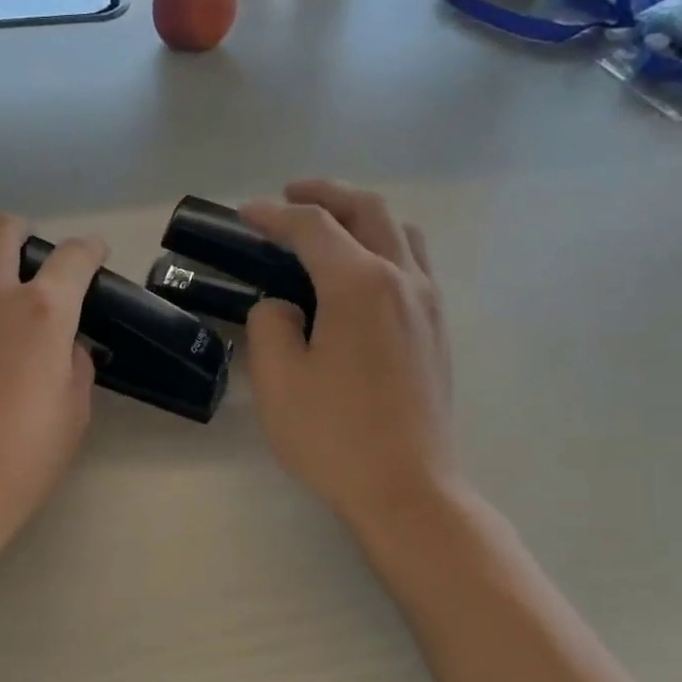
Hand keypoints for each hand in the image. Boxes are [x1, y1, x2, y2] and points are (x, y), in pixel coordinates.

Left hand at [0, 212, 106, 575]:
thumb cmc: (18, 463)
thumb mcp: (72, 415)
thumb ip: (75, 364)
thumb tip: (63, 344)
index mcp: (42, 313)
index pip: (73, 256)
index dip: (90, 250)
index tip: (94, 257)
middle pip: (2, 228)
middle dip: (24, 234)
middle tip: (33, 266)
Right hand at [241, 181, 457, 529]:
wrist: (407, 487)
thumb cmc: (334, 435)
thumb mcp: (278, 381)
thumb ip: (271, 326)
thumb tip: (283, 307)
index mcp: (360, 284)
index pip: (313, 227)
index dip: (274, 215)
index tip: (244, 215)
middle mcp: (402, 279)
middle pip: (367, 210)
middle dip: (325, 194)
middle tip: (290, 196)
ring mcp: (428, 304)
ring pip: (400, 232)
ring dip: (361, 216)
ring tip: (329, 227)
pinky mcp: (437, 329)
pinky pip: (414, 263)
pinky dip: (384, 245)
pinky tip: (361, 274)